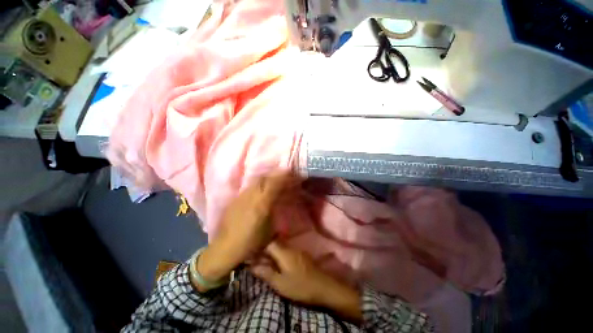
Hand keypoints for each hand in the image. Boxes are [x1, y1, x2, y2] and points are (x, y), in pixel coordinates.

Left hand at [196, 172, 295, 285]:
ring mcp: (242, 196)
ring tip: (272, 180)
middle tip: (283, 175)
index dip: (283, 177)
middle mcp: (251, 196)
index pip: (274, 184)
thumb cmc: (251, 242)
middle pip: (264, 178)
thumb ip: (274, 212)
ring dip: (266, 178)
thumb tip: (279, 200)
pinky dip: (257, 184)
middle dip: (275, 174)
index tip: (290, 173)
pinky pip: (249, 187)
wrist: (225, 249)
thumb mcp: (269, 229)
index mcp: (262, 203)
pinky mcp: (235, 199)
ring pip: (256, 181)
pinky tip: (260, 189)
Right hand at [251, 242, 362, 323]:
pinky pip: (286, 252)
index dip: (259, 246)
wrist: (323, 287)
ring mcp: (296, 251)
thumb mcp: (280, 284)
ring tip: (264, 262)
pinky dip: (279, 256)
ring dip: (271, 253)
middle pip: (274, 244)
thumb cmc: (300, 286)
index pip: (268, 243)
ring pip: (280, 248)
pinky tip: (277, 264)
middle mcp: (290, 248)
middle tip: (255, 259)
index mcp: (284, 252)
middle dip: (264, 250)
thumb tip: (252, 265)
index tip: (251, 252)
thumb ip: (266, 273)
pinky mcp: (300, 256)